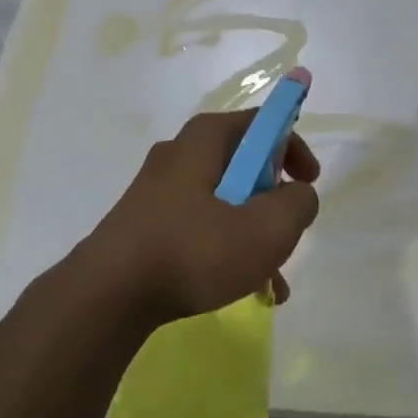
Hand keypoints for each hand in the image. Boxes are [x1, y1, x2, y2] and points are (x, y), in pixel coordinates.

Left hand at [83, 111, 321, 325]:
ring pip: (224, 201)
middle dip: (273, 201)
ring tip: (272, 281)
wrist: (108, 294)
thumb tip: (298, 193)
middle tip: (287, 232)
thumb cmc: (193, 250)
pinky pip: (200, 224)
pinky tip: (242, 289)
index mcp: (206, 139)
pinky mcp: (147, 221)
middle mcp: (180, 153)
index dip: (294, 148)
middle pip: (244, 164)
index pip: (262, 123)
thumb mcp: (265, 229)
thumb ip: (297, 204)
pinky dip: (225, 248)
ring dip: (253, 233)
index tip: (309, 182)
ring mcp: (159, 189)